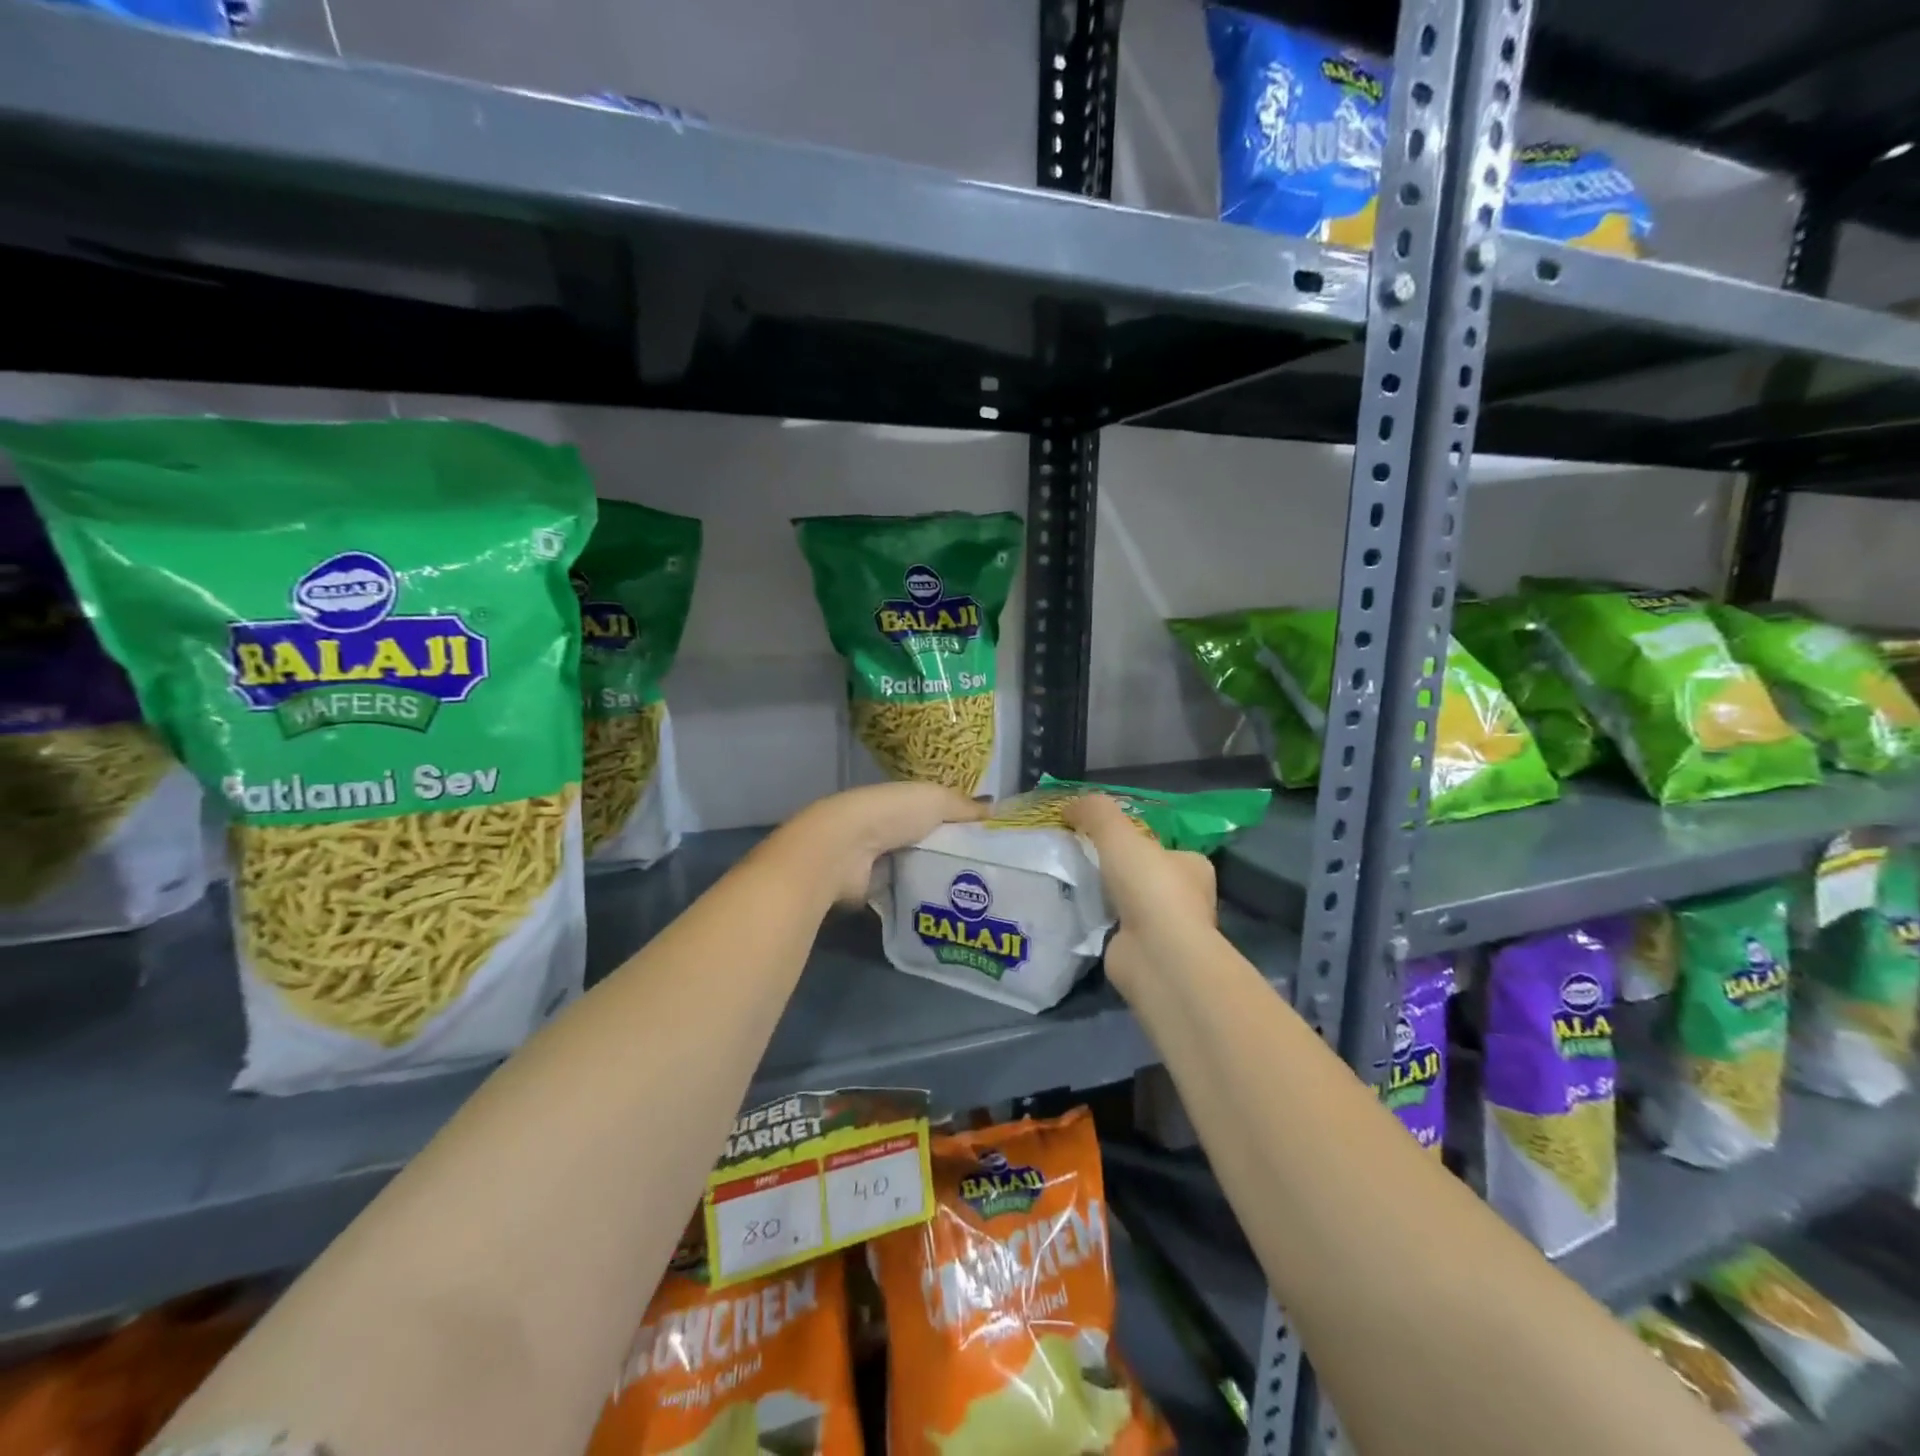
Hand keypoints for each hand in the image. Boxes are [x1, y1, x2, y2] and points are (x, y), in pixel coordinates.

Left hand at [777, 782, 985, 904]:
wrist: (844, 849)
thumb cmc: (891, 814)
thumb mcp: (936, 800)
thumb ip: (964, 806)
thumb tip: (995, 809)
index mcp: (903, 804)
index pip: (937, 814)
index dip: (962, 825)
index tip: (992, 842)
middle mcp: (890, 831)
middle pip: (929, 845)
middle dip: (954, 857)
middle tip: (992, 874)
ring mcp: (881, 862)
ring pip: (919, 872)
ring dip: (939, 881)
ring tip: (978, 897)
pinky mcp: (874, 891)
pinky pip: (906, 895)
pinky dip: (922, 900)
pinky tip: (949, 910)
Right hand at [1065, 795, 1218, 998]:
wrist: (1155, 953)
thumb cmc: (1149, 886)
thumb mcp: (1118, 833)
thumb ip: (1095, 812)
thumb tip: (1070, 806)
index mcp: (1194, 865)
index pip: (1165, 847)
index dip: (1137, 840)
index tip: (1105, 839)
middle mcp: (1188, 897)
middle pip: (1147, 875)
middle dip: (1119, 870)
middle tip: (1082, 859)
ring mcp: (1168, 929)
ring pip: (1132, 904)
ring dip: (1108, 897)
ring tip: (1074, 885)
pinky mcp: (1146, 953)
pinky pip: (1118, 929)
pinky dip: (1101, 922)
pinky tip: (1079, 914)